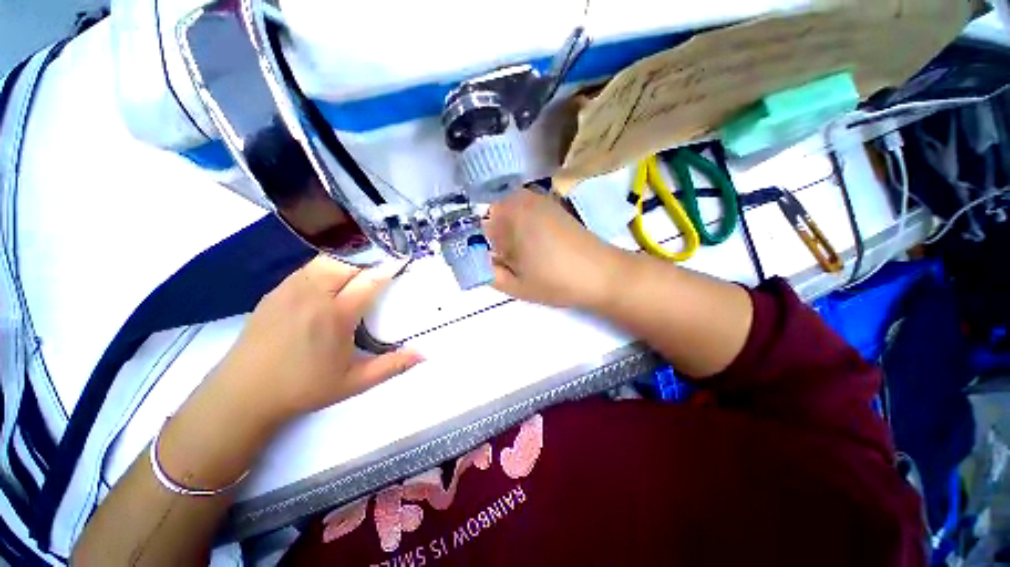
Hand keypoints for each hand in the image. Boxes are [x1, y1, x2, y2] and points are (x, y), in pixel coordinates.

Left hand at [206, 255, 422, 425]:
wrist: (242, 394)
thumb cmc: (303, 388)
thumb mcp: (354, 382)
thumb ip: (392, 366)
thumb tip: (423, 355)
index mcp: (336, 315)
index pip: (369, 280)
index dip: (389, 267)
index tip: (403, 259)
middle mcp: (313, 295)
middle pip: (347, 261)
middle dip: (369, 259)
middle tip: (383, 266)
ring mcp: (290, 290)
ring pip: (326, 259)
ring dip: (348, 260)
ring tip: (360, 270)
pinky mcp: (275, 291)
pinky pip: (308, 267)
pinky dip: (327, 266)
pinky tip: (332, 280)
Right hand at [485, 187, 622, 308]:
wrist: (602, 273)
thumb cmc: (555, 281)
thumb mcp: (514, 285)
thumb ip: (486, 272)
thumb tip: (474, 261)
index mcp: (508, 215)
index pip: (476, 228)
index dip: (480, 249)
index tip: (494, 265)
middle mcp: (521, 199)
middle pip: (492, 220)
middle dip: (496, 241)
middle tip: (513, 263)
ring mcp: (539, 199)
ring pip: (509, 217)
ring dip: (510, 236)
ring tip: (527, 257)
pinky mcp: (552, 205)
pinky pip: (525, 214)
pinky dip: (524, 229)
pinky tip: (539, 247)